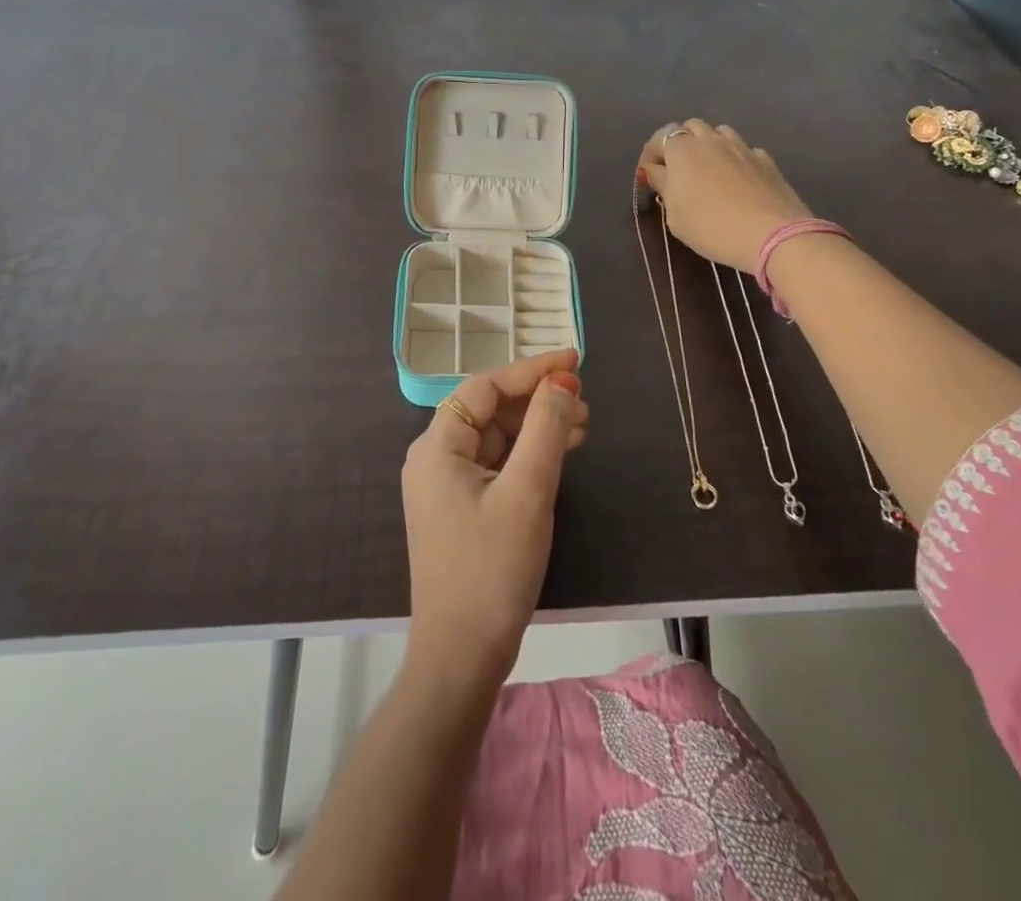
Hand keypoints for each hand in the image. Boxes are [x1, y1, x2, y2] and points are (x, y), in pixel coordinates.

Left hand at [402, 349, 587, 689]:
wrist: (461, 658)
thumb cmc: (491, 569)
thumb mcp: (527, 493)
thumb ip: (545, 430)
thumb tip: (562, 383)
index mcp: (438, 446)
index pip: (486, 387)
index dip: (532, 369)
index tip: (575, 361)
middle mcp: (436, 457)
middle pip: (490, 409)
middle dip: (537, 399)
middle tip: (585, 400)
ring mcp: (447, 485)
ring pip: (497, 437)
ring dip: (538, 426)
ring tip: (583, 424)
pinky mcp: (462, 508)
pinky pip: (498, 464)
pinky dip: (529, 454)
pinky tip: (561, 452)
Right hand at [638, 119, 813, 272]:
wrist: (773, 235)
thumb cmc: (712, 227)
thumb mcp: (675, 215)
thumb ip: (663, 186)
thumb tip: (656, 171)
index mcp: (683, 150)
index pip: (660, 137)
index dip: (651, 154)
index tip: (649, 176)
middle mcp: (711, 140)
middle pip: (690, 127)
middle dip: (680, 143)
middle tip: (678, 171)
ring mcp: (742, 147)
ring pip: (719, 132)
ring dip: (708, 145)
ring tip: (708, 170)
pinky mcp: (766, 159)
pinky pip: (743, 149)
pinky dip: (734, 158)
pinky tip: (736, 180)